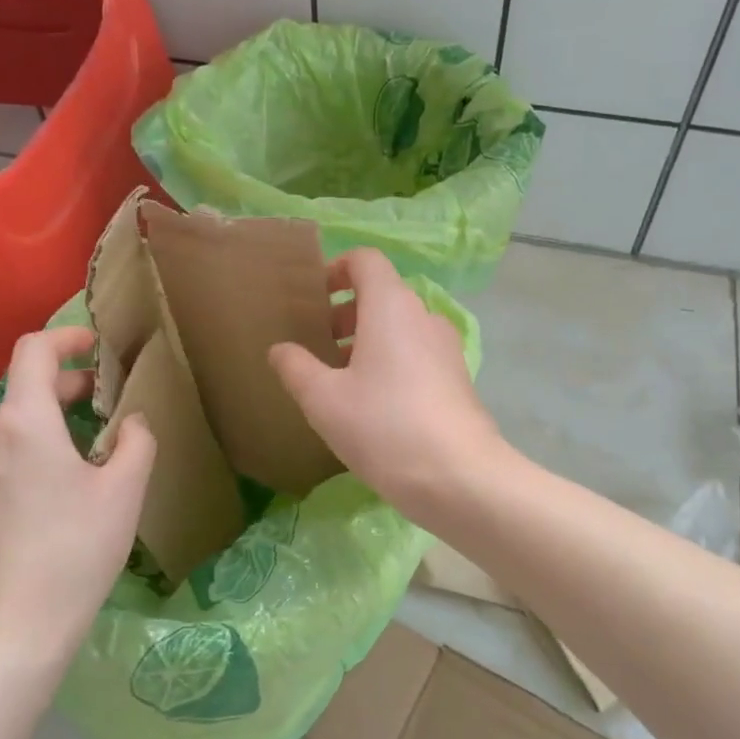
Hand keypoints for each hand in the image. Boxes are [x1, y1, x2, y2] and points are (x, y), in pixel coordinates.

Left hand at [0, 326, 155, 680]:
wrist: (11, 629)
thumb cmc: (76, 550)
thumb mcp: (126, 490)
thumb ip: (136, 441)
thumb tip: (131, 422)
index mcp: (23, 421)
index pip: (34, 350)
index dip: (67, 337)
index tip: (95, 348)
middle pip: (24, 390)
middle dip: (67, 388)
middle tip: (106, 411)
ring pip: (10, 429)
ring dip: (46, 427)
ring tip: (82, 460)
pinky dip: (24, 457)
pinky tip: (48, 498)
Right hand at [268, 249, 503, 520]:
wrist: (459, 477)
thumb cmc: (383, 426)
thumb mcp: (323, 400)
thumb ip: (295, 367)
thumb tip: (280, 349)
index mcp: (390, 306)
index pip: (366, 260)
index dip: (336, 270)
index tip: (313, 300)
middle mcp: (423, 316)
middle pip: (382, 295)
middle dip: (345, 313)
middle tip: (317, 345)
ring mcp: (446, 348)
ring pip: (400, 328)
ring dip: (367, 341)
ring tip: (339, 380)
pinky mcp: (457, 379)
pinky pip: (416, 354)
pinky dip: (391, 362)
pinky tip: (373, 406)